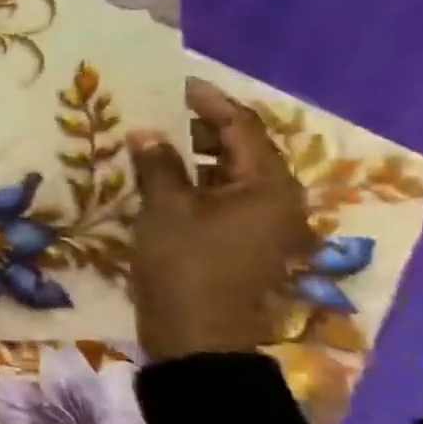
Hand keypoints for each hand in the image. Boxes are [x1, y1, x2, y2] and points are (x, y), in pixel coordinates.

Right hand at [128, 79, 312, 362]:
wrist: (197, 339)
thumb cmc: (186, 266)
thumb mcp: (166, 209)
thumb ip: (158, 165)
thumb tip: (145, 131)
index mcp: (269, 186)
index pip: (242, 127)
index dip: (208, 102)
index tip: (175, 85)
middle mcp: (277, 201)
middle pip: (239, 150)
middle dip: (197, 129)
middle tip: (154, 114)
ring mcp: (261, 225)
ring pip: (227, 177)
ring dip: (192, 158)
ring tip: (149, 145)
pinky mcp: (241, 244)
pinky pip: (220, 200)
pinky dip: (193, 185)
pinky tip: (158, 182)